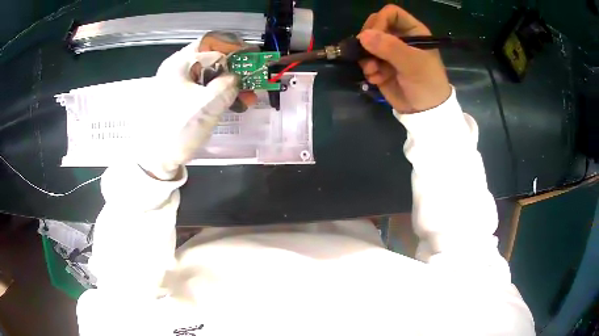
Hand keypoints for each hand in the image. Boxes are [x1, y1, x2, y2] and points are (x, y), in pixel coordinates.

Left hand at [138, 33, 255, 179]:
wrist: (157, 158)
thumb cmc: (179, 128)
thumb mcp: (208, 104)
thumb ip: (228, 85)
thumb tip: (235, 77)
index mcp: (179, 63)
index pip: (211, 44)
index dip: (234, 48)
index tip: (252, 57)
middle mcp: (177, 69)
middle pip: (210, 59)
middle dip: (234, 68)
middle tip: (252, 77)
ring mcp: (177, 84)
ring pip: (208, 75)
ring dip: (229, 83)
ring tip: (246, 96)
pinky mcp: (179, 98)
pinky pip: (202, 89)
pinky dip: (218, 93)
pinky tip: (232, 103)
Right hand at [358, 5, 450, 112]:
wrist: (425, 112)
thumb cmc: (427, 83)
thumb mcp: (413, 64)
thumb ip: (390, 48)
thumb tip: (362, 36)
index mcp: (412, 31)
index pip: (390, 13)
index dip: (380, 22)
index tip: (376, 37)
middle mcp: (399, 37)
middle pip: (374, 25)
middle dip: (369, 40)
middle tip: (370, 54)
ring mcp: (388, 51)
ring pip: (366, 43)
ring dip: (367, 58)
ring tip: (374, 71)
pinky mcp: (380, 65)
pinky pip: (365, 60)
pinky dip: (369, 70)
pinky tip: (377, 79)